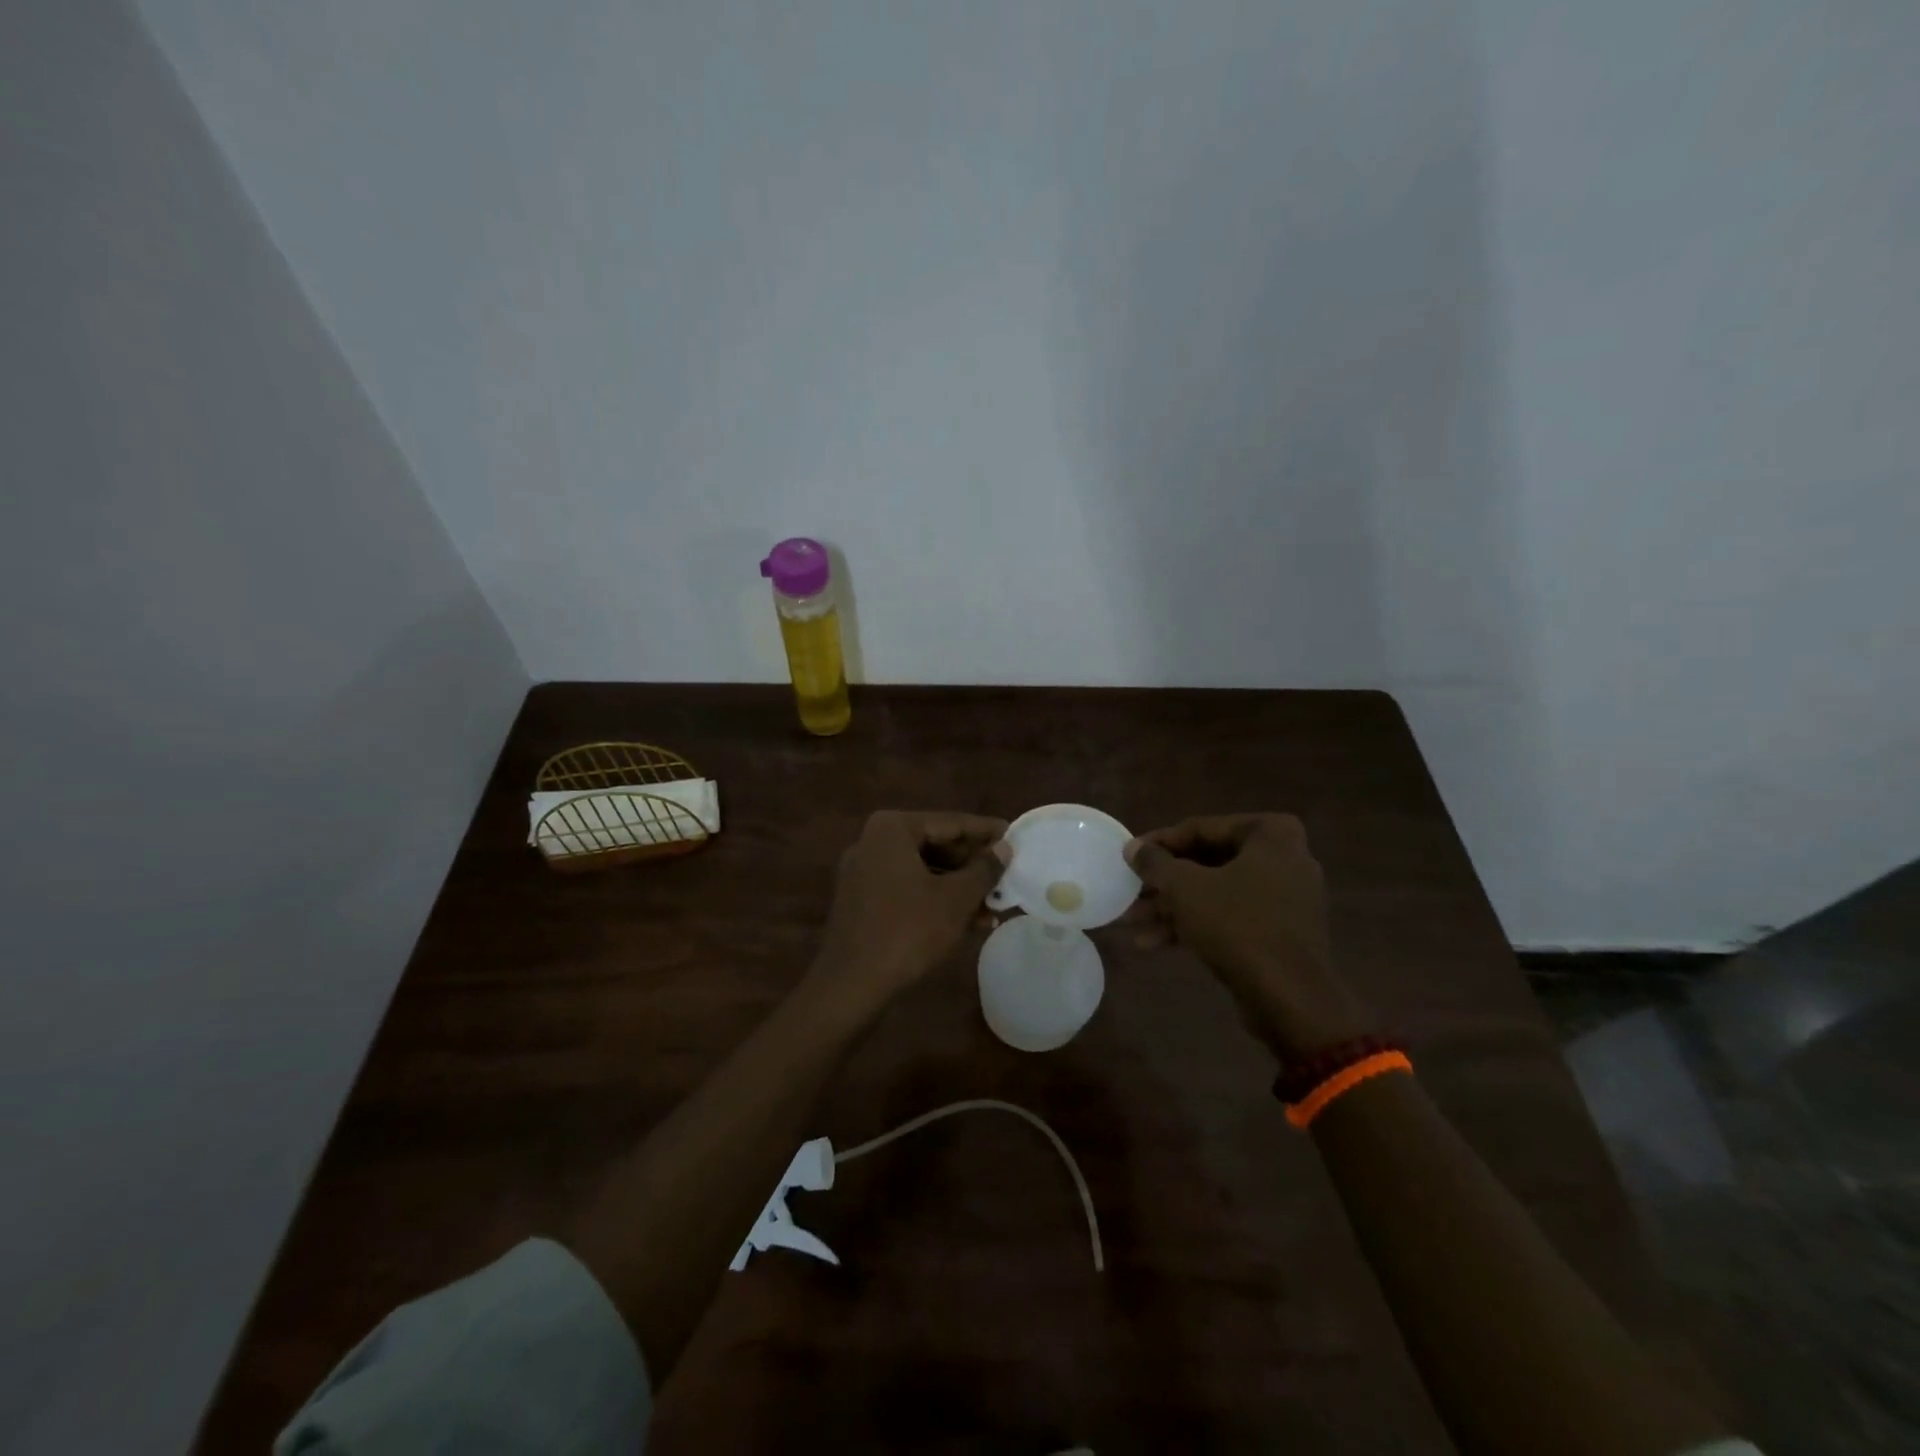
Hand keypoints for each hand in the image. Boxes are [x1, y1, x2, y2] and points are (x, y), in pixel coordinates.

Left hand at [813, 810, 1006, 1008]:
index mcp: (892, 829)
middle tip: (1006, 875)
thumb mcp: (956, 899)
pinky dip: (936, 899)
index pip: (950, 823)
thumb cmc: (908, 931)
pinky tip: (967, 921)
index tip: (1014, 835)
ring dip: (958, 887)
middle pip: (935, 845)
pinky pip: (907, 889)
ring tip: (994, 906)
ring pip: (923, 870)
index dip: (986, 832)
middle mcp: (873, 841)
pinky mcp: (862, 900)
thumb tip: (1004, 847)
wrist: (851, 984)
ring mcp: (863, 871)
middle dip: (973, 865)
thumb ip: (984, 869)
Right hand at [1125, 814, 1373, 1059]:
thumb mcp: (1185, 888)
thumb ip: (1155, 863)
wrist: (1290, 999)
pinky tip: (1154, 943)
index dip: (1159, 843)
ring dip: (1172, 907)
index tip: (1130, 858)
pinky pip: (1230, 917)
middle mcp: (1284, 858)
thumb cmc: (1238, 926)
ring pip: (1215, 892)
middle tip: (1130, 893)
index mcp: (1271, 834)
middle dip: (1163, 882)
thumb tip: (1132, 849)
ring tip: (1131, 923)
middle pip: (1207, 862)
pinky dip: (1196, 925)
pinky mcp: (1280, 933)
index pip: (1201, 828)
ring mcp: (1285, 898)